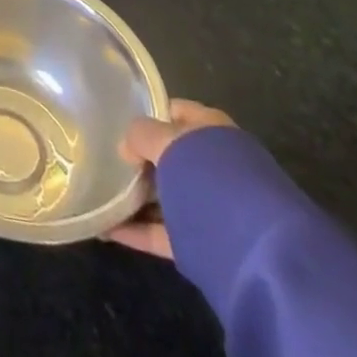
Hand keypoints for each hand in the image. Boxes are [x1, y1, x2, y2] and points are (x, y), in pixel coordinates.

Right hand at [104, 98, 235, 258]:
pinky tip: (108, 229)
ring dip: (138, 197)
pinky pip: (164, 232)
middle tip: (109, 160)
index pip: (174, 111)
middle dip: (142, 159)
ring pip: (167, 195)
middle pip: (170, 156)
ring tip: (102, 194)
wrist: (254, 245)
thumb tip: (127, 148)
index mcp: (211, 129)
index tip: (119, 124)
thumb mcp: (165, 139)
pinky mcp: (205, 242)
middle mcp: (215, 164)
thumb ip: (139, 134)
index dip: (147, 114)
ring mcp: (212, 206)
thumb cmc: (208, 173)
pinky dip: (138, 231)